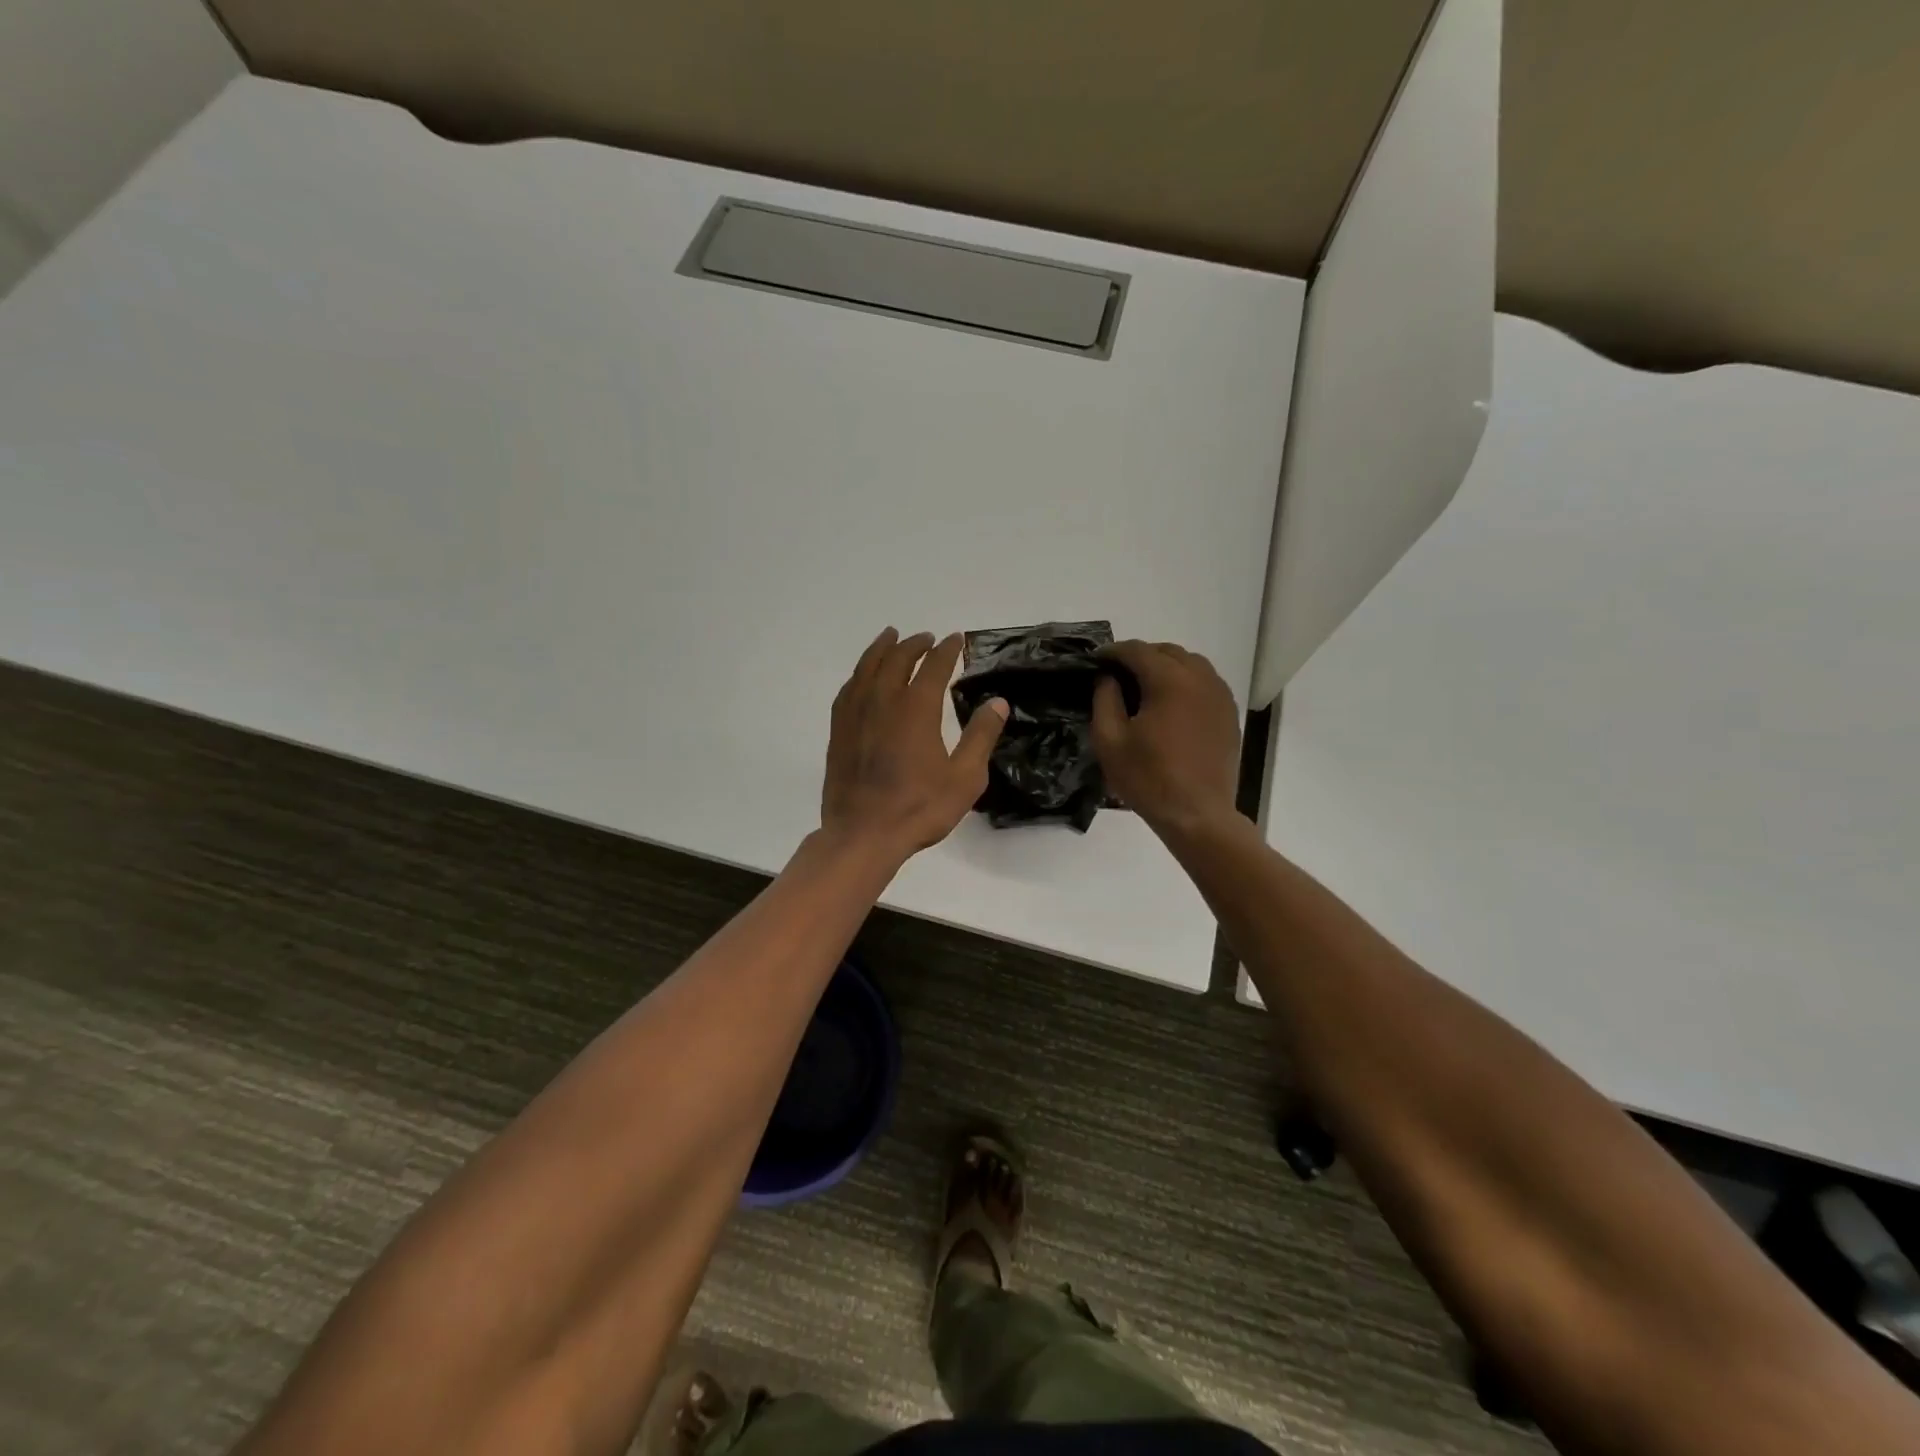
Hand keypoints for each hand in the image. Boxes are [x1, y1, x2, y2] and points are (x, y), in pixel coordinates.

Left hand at [822, 628, 1007, 860]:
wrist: (863, 834)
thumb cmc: (919, 808)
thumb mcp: (965, 777)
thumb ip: (981, 736)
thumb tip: (997, 702)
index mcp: (916, 708)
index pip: (934, 666)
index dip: (946, 649)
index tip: (955, 639)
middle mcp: (883, 701)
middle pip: (897, 659)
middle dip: (914, 644)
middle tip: (926, 638)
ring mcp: (856, 714)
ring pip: (867, 667)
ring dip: (882, 649)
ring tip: (891, 637)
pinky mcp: (839, 731)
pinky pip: (848, 689)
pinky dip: (860, 673)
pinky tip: (863, 676)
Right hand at [1091, 640, 1242, 836]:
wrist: (1198, 815)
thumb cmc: (1148, 779)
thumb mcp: (1109, 741)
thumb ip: (1104, 699)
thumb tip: (1108, 678)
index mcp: (1169, 681)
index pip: (1137, 650)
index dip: (1112, 652)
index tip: (1095, 661)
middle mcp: (1200, 678)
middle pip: (1167, 651)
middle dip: (1140, 656)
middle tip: (1118, 675)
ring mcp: (1220, 696)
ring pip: (1190, 664)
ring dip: (1165, 667)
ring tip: (1145, 688)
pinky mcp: (1229, 714)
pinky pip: (1206, 683)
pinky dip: (1185, 683)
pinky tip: (1171, 705)